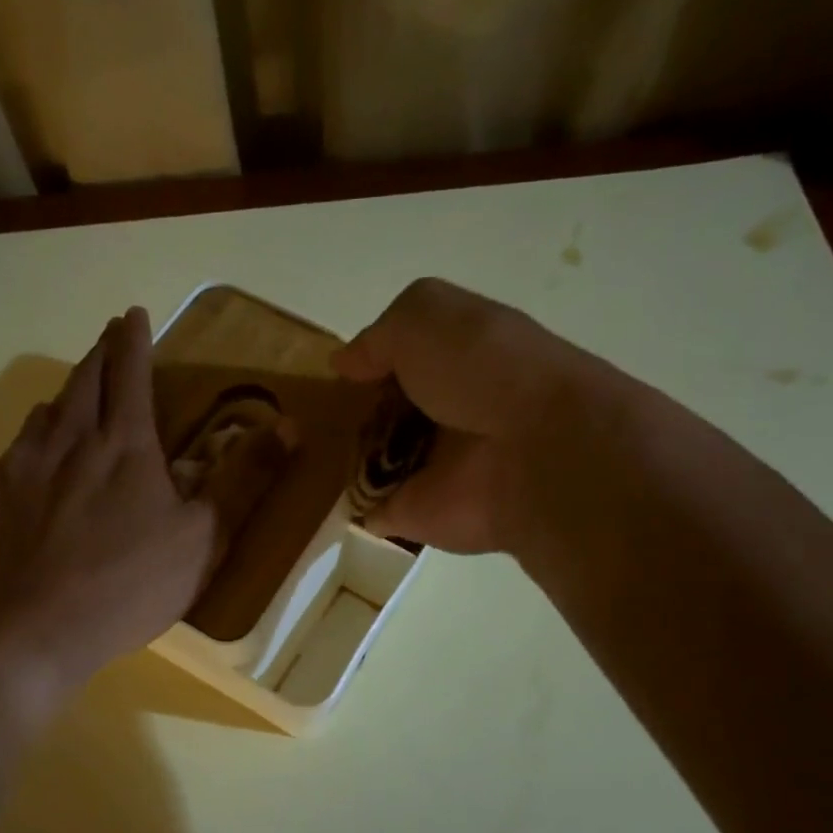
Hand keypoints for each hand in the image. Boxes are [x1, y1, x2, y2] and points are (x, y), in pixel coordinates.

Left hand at [0, 308, 219, 713]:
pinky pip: (11, 455)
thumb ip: (243, 480)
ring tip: (73, 402)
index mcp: (123, 444)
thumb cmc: (130, 586)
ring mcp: (19, 465)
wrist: (35, 632)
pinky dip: (30, 447)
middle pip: (82, 379)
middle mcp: (67, 439)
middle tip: (107, 340)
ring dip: (64, 399)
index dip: (133, 338)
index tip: (133, 313)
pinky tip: (33, 469)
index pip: (129, 371)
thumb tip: (288, 427)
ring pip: (43, 413)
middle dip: (99, 353)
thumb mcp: (203, 539)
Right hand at [332, 278, 600, 553]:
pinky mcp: (412, 515)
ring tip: (298, 455)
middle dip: (346, 416)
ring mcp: (427, 470)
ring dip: (338, 461)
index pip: (400, 363)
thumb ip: (378, 337)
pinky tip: (310, 499)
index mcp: (454, 363)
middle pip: (382, 415)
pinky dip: (343, 510)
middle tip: (307, 418)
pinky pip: (366, 512)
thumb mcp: (425, 316)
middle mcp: (443, 415)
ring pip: (370, 463)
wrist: (534, 452)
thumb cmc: (483, 370)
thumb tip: (343, 364)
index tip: (334, 375)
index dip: (367, 365)